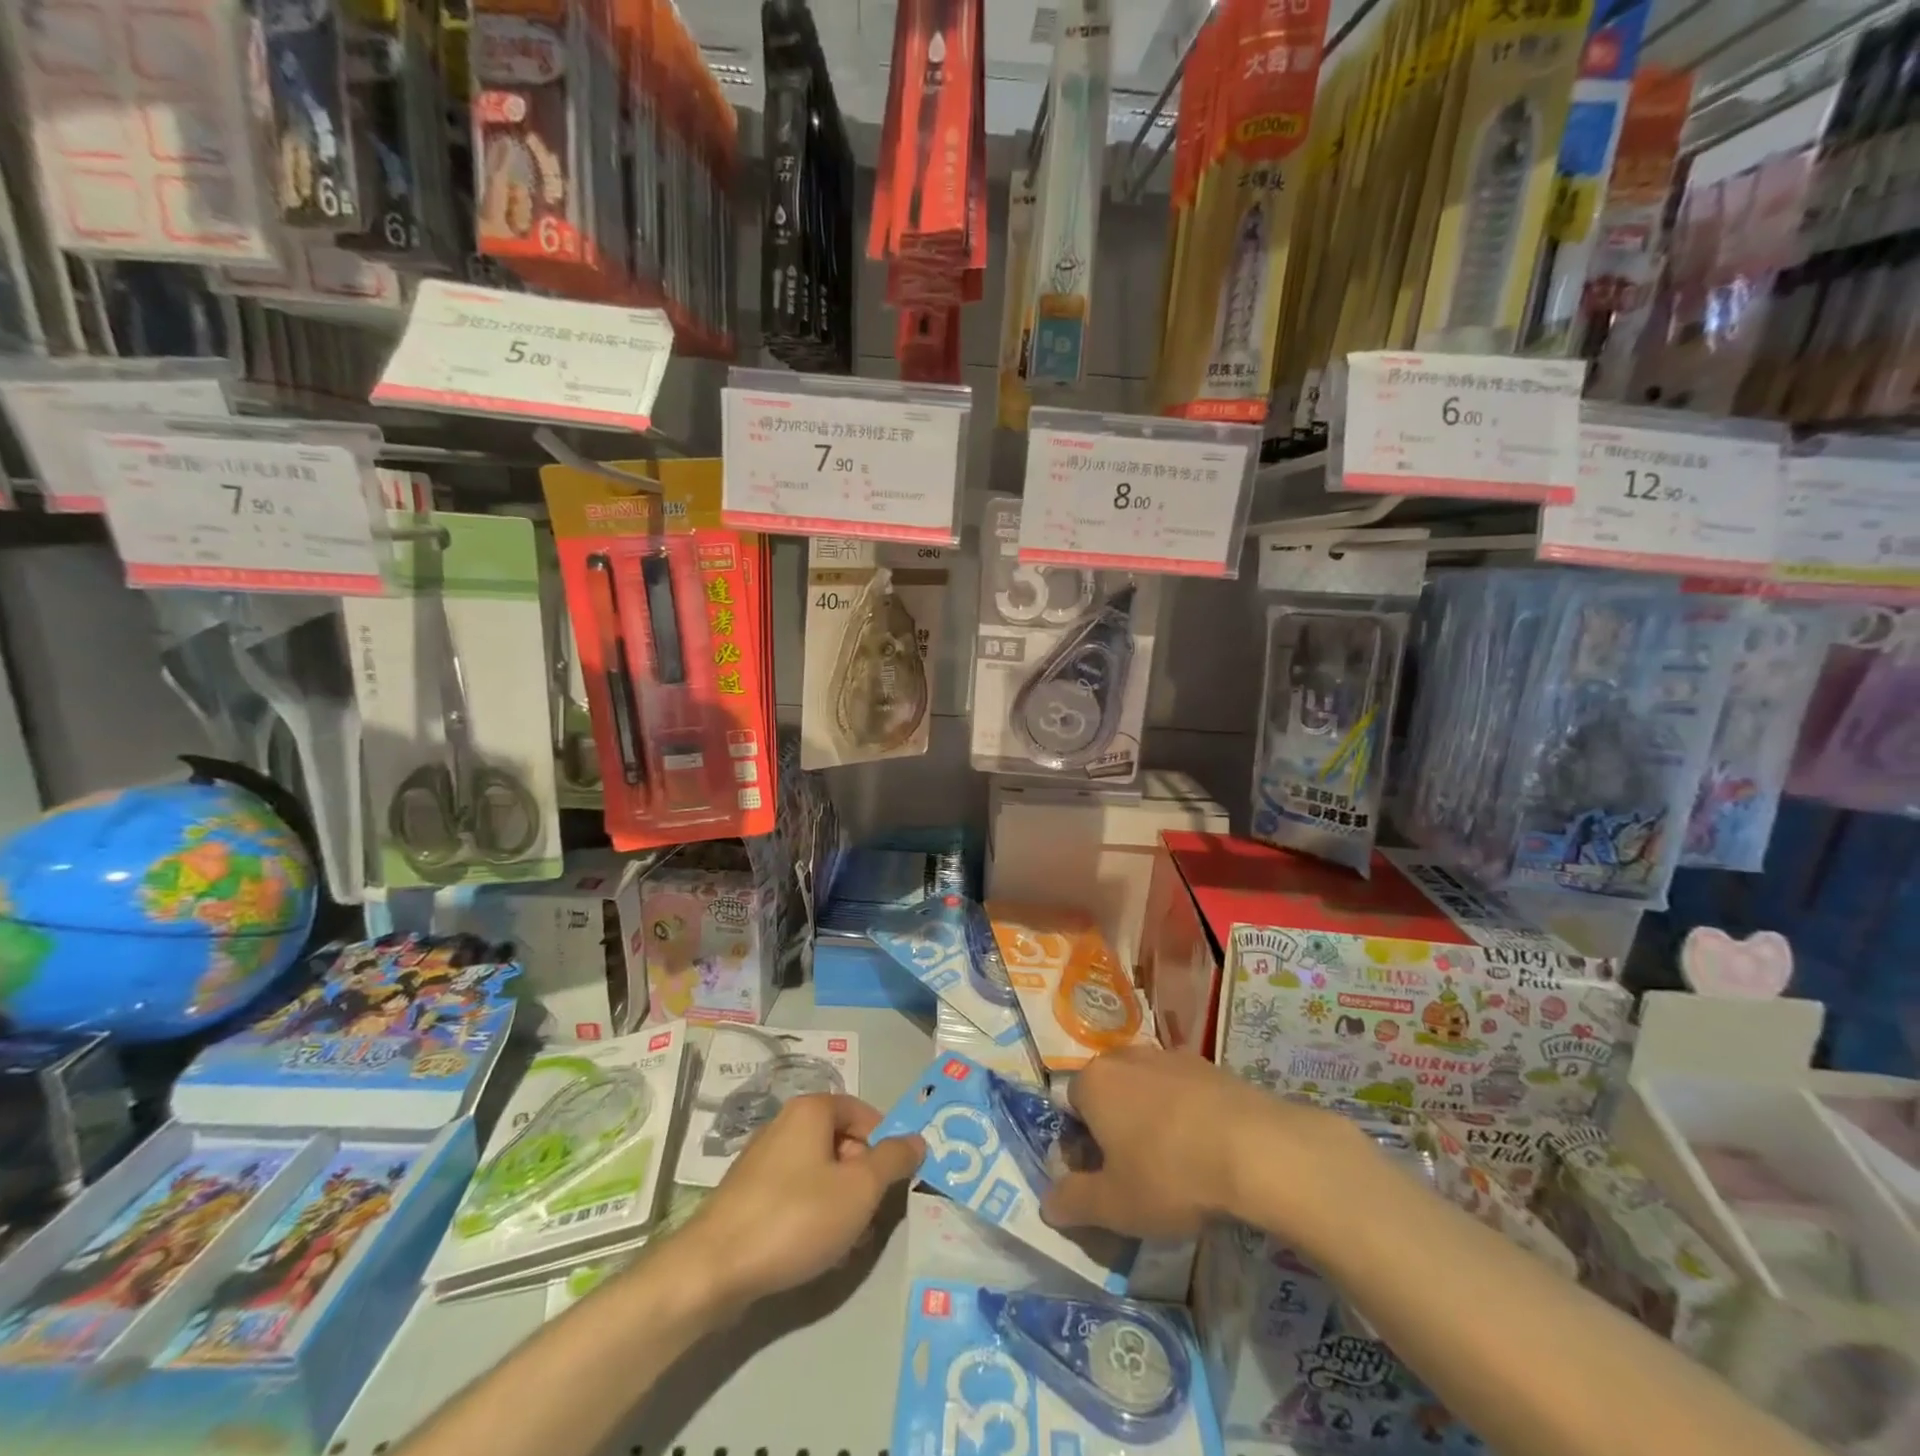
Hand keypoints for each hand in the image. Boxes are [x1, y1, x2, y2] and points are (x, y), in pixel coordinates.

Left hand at [679, 1094, 922, 1312]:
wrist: (713, 1268)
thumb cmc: (795, 1217)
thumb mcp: (860, 1188)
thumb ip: (894, 1160)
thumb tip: (918, 1139)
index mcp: (811, 1110)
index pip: (863, 1113)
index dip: (885, 1144)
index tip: (894, 1182)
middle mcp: (785, 1123)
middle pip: (842, 1142)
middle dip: (863, 1180)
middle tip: (872, 1218)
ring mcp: (763, 1159)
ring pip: (820, 1172)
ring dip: (841, 1203)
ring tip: (846, 1243)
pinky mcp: (749, 1193)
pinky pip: (796, 1194)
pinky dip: (813, 1215)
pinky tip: (817, 1251)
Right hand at [1041, 1045, 1363, 1240]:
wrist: (1256, 1149)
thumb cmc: (1170, 1175)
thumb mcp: (1114, 1206)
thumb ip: (1072, 1203)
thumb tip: (1046, 1204)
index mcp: (1094, 1082)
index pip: (1070, 1109)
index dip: (1080, 1148)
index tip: (1102, 1181)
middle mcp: (1125, 1058)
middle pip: (1107, 1094)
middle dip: (1114, 1130)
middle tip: (1135, 1175)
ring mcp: (1169, 1056)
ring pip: (1145, 1090)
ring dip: (1150, 1120)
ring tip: (1175, 1166)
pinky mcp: (1208, 1065)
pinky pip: (1182, 1091)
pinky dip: (1185, 1115)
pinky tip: (1206, 1150)